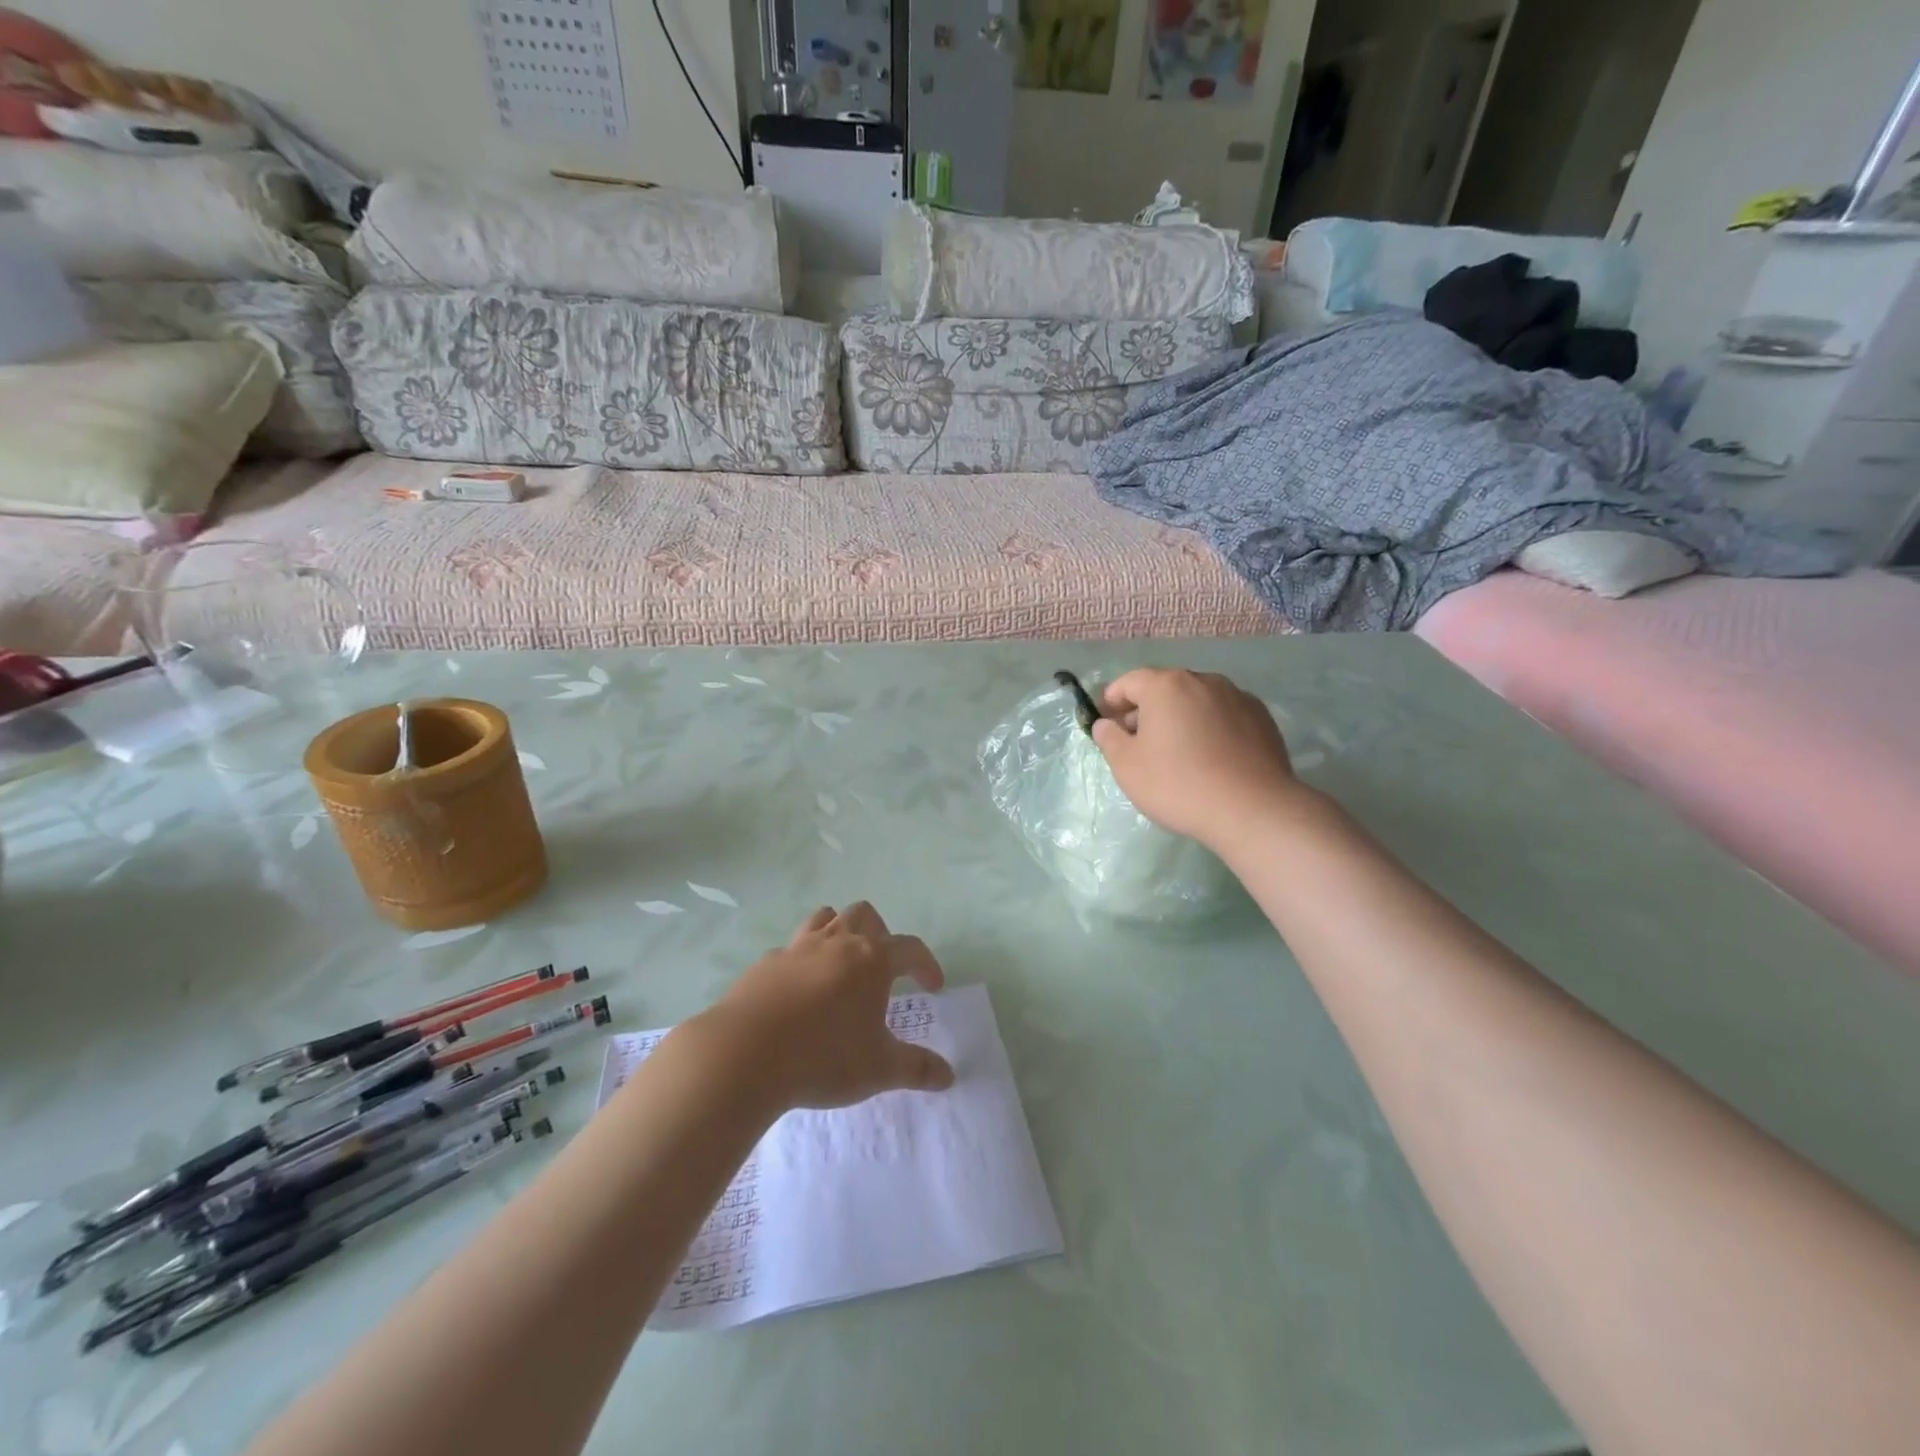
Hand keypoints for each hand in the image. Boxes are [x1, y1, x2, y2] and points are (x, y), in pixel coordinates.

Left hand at [688, 903, 954, 1111]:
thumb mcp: (879, 1070)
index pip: (910, 948)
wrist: (744, 1054)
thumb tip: (948, 1075)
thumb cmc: (823, 1057)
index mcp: (871, 960)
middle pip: (865, 915)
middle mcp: (837, 943)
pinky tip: (798, 991)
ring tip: (841, 965)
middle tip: (882, 968)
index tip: (933, 987)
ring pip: (825, 918)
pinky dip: (802, 960)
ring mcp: (797, 948)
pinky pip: (790, 948)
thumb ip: (916, 1068)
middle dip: (880, 934)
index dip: (926, 964)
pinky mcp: (765, 963)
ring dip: (839, 932)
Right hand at [1092, 668, 1305, 848]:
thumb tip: (1106, 724)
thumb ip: (1109, 738)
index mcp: (1166, 686)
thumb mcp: (1127, 766)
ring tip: (1176, 752)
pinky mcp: (1262, 718)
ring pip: (1196, 701)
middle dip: (1146, 710)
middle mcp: (1203, 680)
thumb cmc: (1178, 784)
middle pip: (1164, 688)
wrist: (1252, 809)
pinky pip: (1223, 716)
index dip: (1111, 702)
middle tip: (1138, 743)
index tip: (1107, 726)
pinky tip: (1210, 758)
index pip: (1128, 682)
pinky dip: (1209, 728)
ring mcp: (1237, 697)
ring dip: (1180, 718)